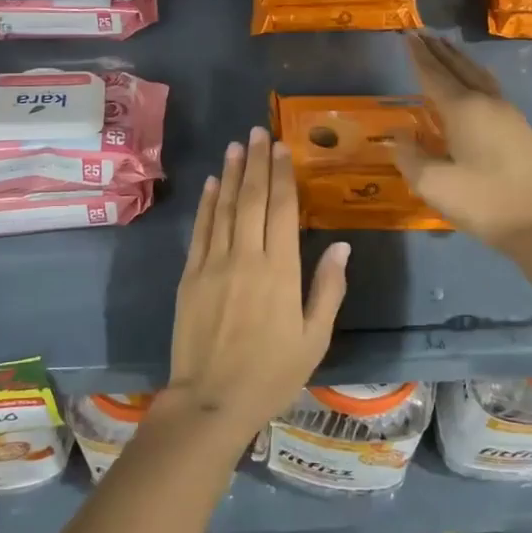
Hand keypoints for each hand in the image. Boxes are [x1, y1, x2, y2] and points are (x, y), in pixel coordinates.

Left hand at [166, 126, 350, 439]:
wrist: (210, 401)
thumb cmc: (271, 374)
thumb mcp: (314, 339)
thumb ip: (328, 289)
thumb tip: (341, 245)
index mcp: (280, 271)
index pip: (282, 209)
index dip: (282, 175)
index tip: (282, 148)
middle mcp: (245, 257)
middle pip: (251, 199)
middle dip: (256, 162)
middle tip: (258, 132)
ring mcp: (213, 264)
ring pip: (224, 208)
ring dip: (231, 174)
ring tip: (236, 145)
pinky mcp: (190, 276)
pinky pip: (201, 230)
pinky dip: (207, 204)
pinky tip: (212, 184)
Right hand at [392, 32, 531, 249]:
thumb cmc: (483, 202)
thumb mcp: (433, 184)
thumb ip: (409, 156)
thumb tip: (397, 135)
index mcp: (464, 109)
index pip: (434, 75)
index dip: (418, 56)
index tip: (407, 35)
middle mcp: (488, 102)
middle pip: (459, 68)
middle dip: (438, 50)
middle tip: (422, 33)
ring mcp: (509, 114)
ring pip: (479, 75)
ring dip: (459, 60)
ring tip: (445, 48)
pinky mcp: (520, 129)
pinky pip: (491, 88)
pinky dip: (474, 75)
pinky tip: (473, 82)